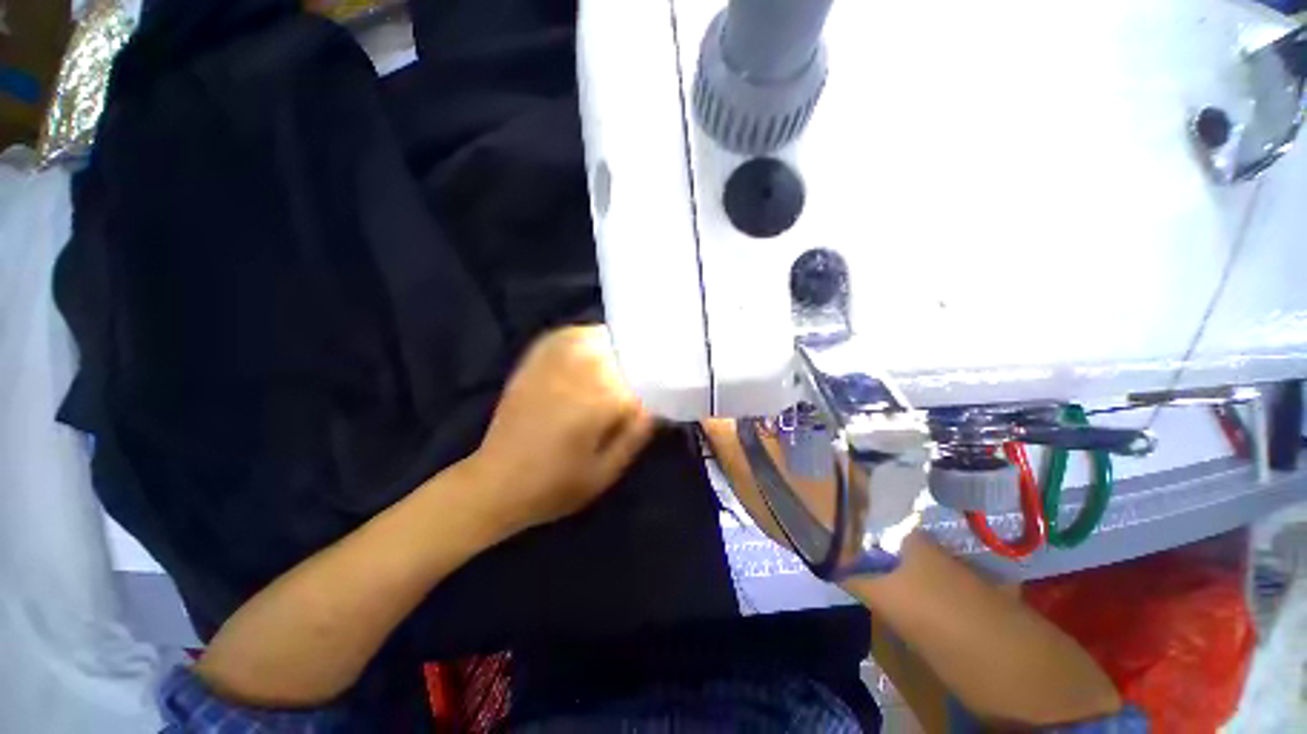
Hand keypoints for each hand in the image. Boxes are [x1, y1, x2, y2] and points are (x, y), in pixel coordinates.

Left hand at [466, 325, 655, 535]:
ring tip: (629, 351)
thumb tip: (657, 405)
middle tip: (653, 366)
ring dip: (614, 342)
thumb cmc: (554, 487)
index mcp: (595, 405)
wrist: (495, 484)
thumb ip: (635, 436)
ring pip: (593, 338)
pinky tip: (592, 342)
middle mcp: (574, 377)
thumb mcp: (604, 473)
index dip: (659, 381)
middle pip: (619, 352)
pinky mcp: (532, 365)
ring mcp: (550, 367)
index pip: (640, 380)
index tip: (670, 385)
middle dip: (640, 358)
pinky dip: (581, 335)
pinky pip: (562, 337)